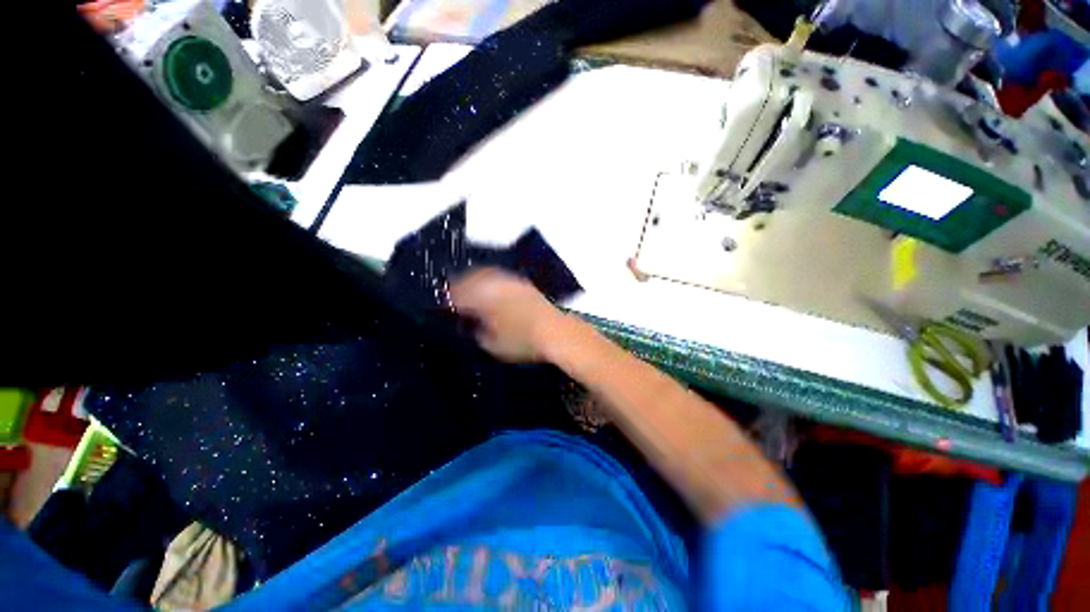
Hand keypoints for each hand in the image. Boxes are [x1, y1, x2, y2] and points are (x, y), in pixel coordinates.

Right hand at [449, 268, 564, 361]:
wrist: (555, 331)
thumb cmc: (522, 342)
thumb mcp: (493, 345)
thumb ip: (477, 333)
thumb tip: (471, 325)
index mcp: (483, 299)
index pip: (459, 295)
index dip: (450, 300)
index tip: (446, 306)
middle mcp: (495, 285)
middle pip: (470, 278)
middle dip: (460, 285)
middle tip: (455, 294)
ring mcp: (510, 281)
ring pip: (486, 274)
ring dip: (475, 279)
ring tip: (471, 289)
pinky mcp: (523, 283)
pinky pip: (500, 277)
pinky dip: (491, 280)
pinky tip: (492, 289)